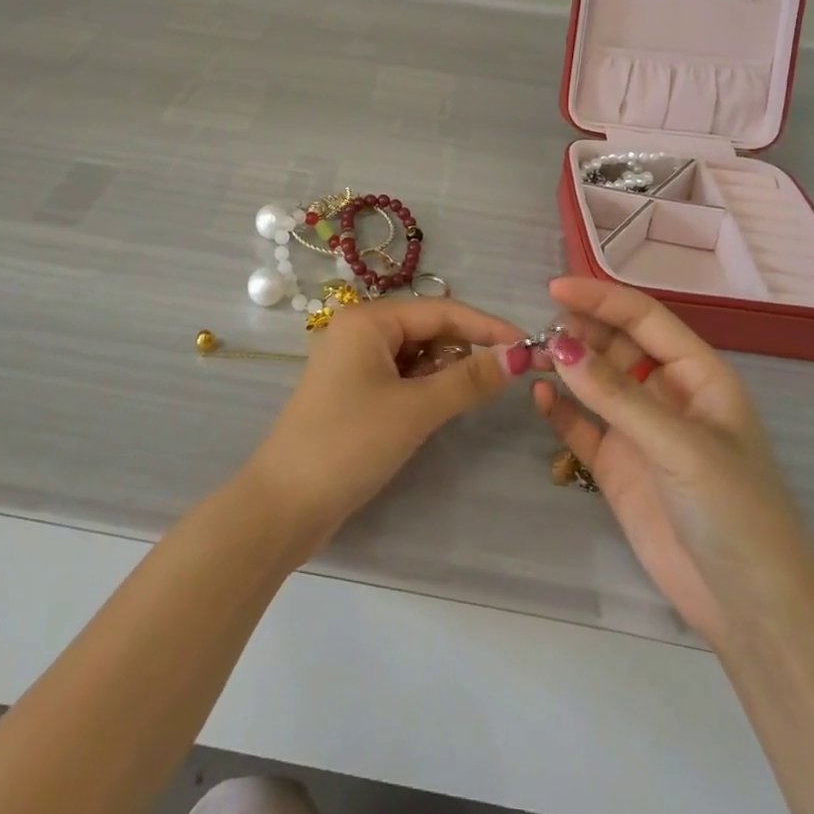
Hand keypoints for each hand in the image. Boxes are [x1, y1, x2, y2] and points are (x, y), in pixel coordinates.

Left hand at [247, 298, 523, 547]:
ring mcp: (353, 362)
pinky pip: (400, 376)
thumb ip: (468, 379)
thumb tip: (519, 356)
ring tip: (475, 393)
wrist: (285, 504)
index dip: (486, 326)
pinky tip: (442, 405)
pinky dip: (425, 386)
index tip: (528, 345)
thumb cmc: (350, 443)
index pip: (440, 310)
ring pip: (414, 354)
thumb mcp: (415, 409)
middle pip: (426, 328)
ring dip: (446, 369)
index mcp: (367, 319)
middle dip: (465, 348)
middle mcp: (358, 331)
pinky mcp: (352, 392)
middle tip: (507, 374)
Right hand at [532, 277, 813, 646]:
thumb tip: (559, 347)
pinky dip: (559, 409)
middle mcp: (666, 394)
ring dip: (566, 365)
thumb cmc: (736, 513)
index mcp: (698, 375)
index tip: (555, 288)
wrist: (755, 612)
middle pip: (615, 343)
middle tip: (541, 332)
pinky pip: (580, 425)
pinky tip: (539, 397)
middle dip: (580, 331)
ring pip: (594, 380)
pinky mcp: (617, 465)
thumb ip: (617, 396)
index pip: (644, 318)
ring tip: (532, 358)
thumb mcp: (680, 446)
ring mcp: (640, 430)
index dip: (602, 298)